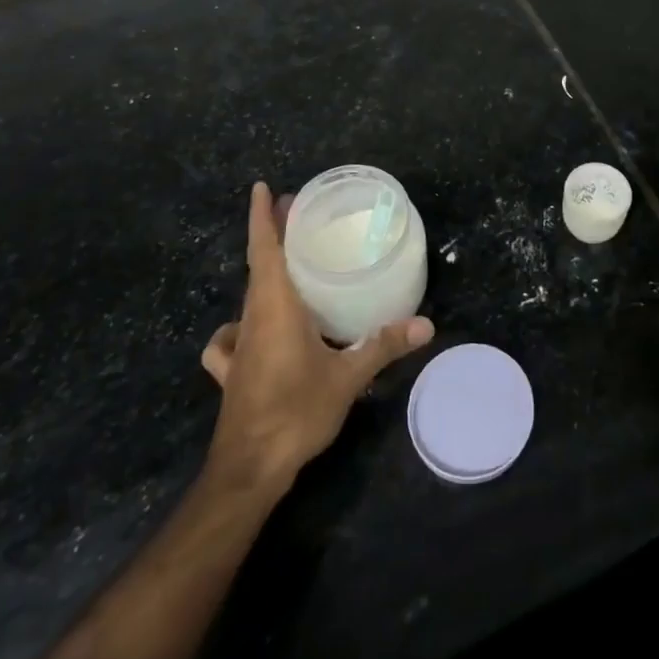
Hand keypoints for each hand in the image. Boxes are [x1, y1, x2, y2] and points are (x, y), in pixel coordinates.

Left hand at [201, 182, 433, 488]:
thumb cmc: (295, 412)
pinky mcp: (232, 372)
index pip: (264, 250)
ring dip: (264, 272)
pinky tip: (251, 333)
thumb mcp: (347, 378)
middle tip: (299, 212)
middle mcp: (252, 318)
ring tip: (289, 264)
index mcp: (275, 307)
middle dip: (275, 235)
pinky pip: (233, 337)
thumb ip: (384, 345)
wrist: (247, 471)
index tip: (262, 188)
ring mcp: (238, 346)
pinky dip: (241, 326)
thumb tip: (426, 324)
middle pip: (259, 265)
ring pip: (249, 296)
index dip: (263, 217)